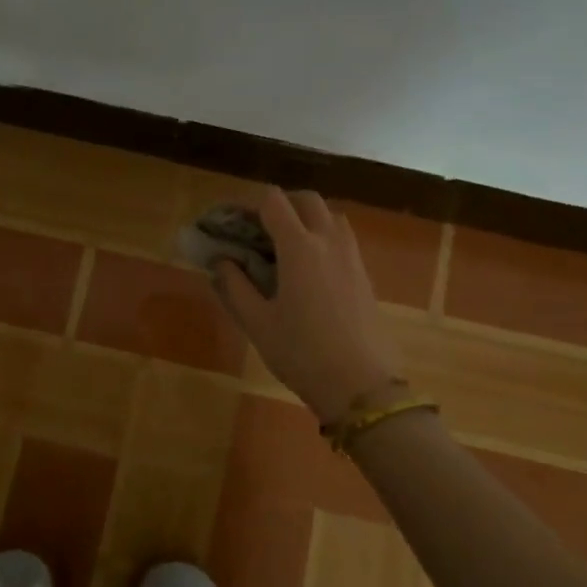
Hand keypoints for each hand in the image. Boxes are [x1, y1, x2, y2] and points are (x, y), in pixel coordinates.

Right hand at [215, 190, 399, 420]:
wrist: (361, 386)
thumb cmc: (301, 353)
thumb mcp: (257, 323)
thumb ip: (234, 286)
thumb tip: (221, 261)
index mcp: (299, 247)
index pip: (273, 201)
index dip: (247, 205)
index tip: (230, 223)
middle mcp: (329, 241)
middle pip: (306, 199)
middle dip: (280, 204)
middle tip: (258, 229)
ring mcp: (352, 257)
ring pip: (330, 216)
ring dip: (305, 218)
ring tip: (284, 246)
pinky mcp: (364, 275)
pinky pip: (342, 239)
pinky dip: (322, 238)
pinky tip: (307, 270)